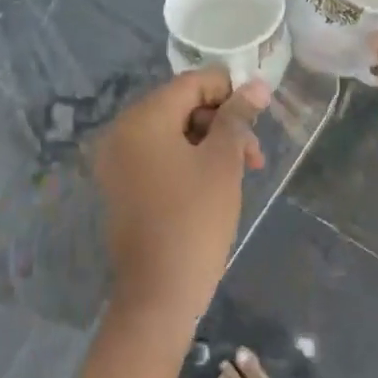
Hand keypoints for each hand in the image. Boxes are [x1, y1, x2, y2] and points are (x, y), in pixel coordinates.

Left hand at [93, 70, 269, 325]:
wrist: (158, 294)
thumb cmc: (195, 220)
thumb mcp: (223, 162)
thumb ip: (237, 118)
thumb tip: (256, 85)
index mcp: (143, 118)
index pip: (191, 83)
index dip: (228, 90)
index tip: (259, 112)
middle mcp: (122, 131)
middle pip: (180, 106)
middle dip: (222, 122)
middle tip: (255, 153)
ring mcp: (118, 160)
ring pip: (172, 133)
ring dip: (210, 143)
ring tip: (244, 170)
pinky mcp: (121, 185)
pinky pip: (158, 156)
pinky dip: (188, 160)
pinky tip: (217, 182)